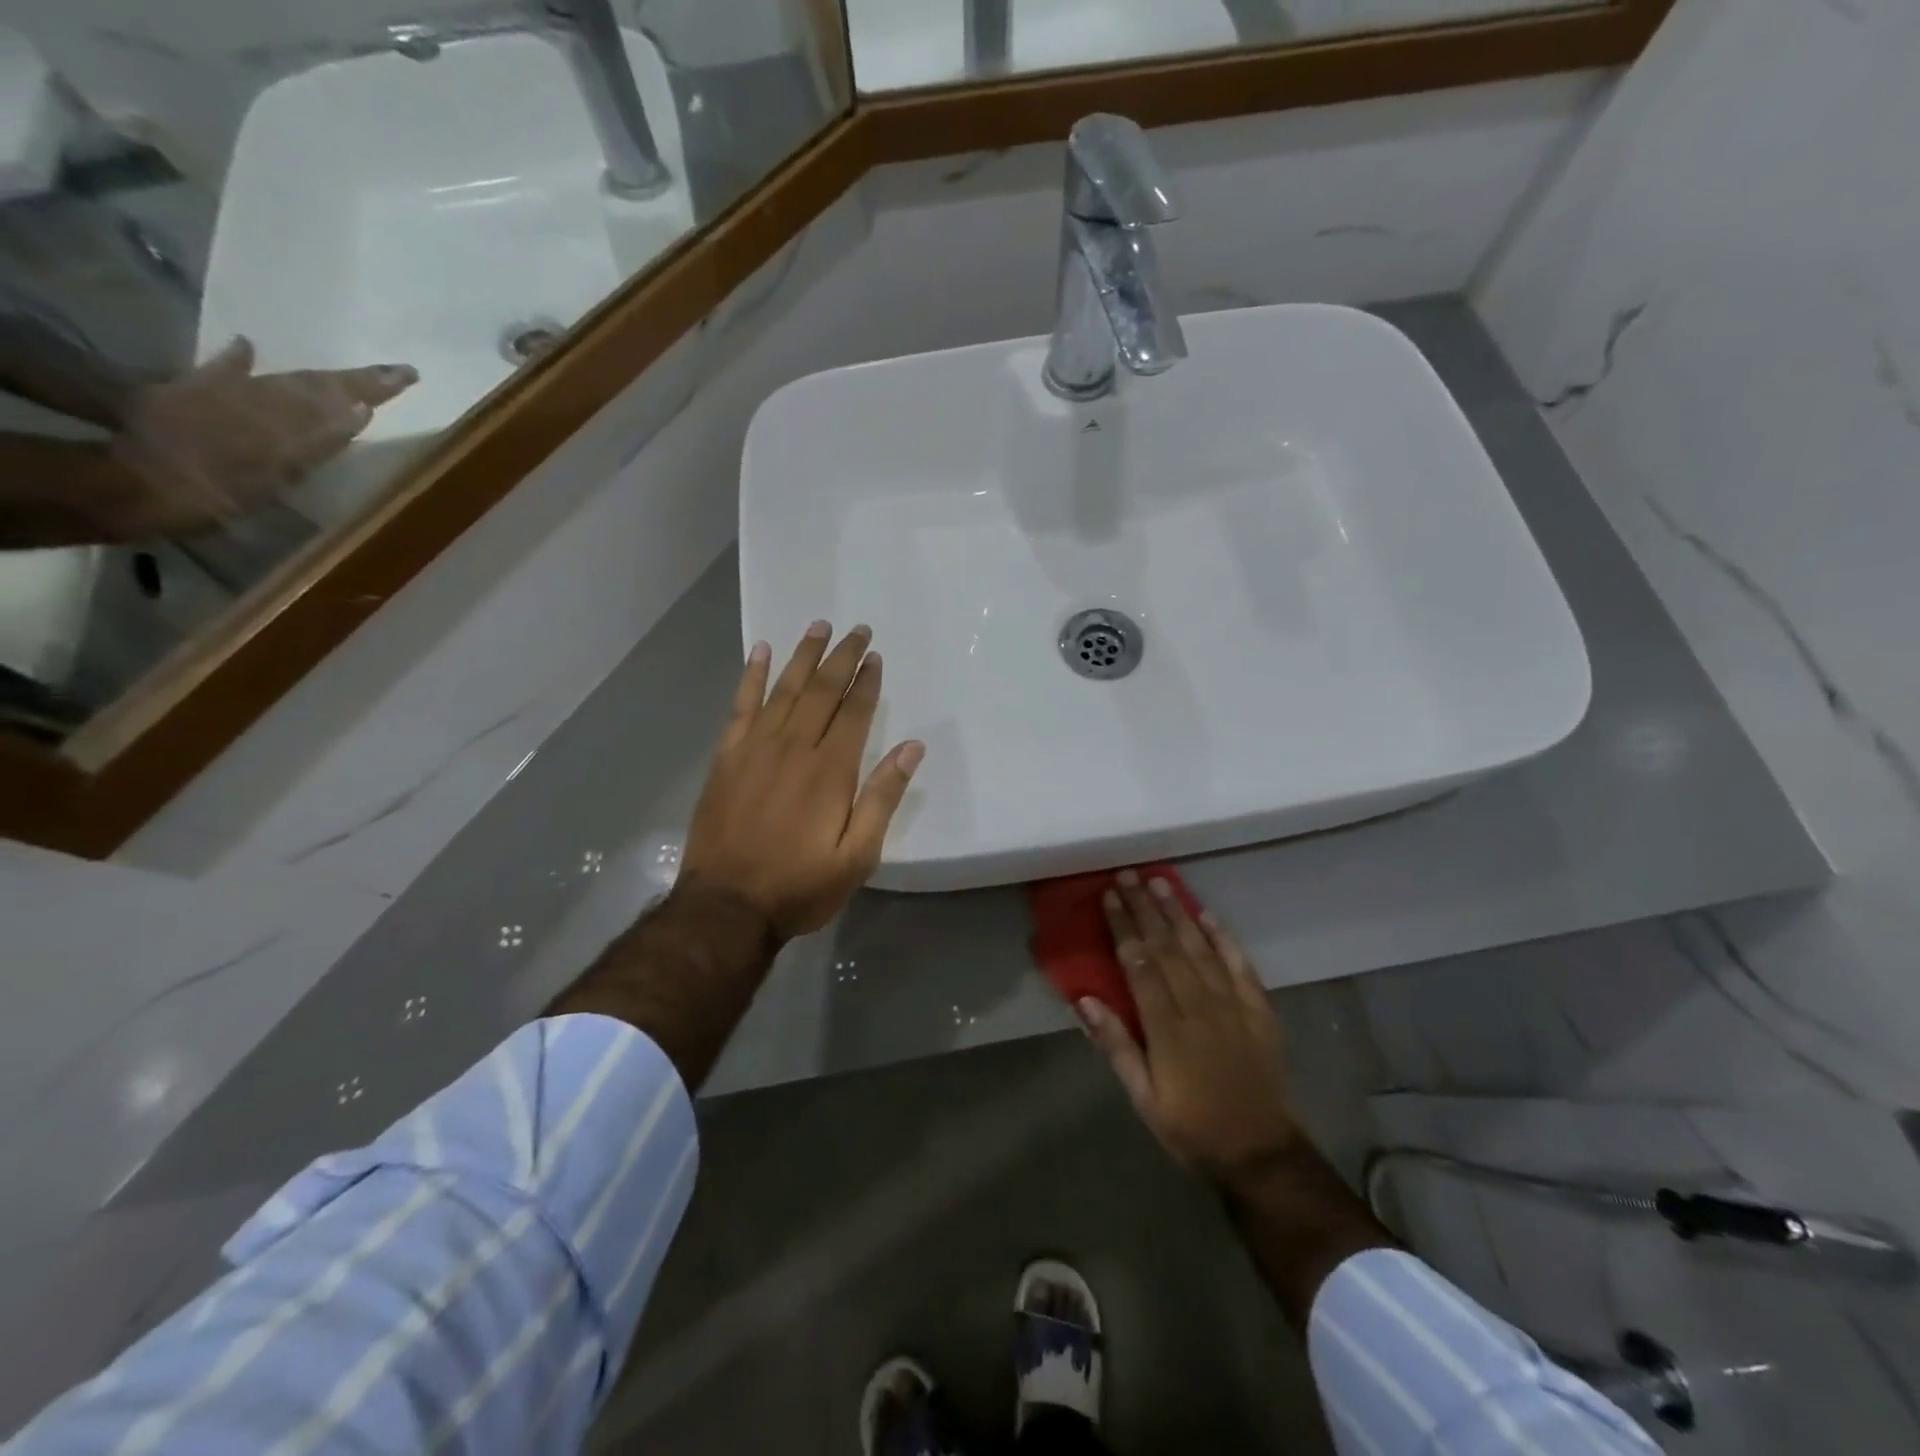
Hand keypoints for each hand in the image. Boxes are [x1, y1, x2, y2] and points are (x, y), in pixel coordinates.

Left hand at [105, 337, 416, 534]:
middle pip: (316, 385)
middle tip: (395, 372)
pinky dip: (239, 361)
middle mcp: (260, 399)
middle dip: (357, 380)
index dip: (375, 389)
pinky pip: (221, 371)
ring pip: (283, 380)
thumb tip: (360, 410)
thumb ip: (319, 443)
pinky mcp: (187, 393)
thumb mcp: (275, 477)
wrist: (128, 482)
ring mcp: (224, 395)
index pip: (341, 399)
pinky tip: (249, 346)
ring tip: (350, 375)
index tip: (409, 374)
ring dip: (321, 378)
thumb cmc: (210, 493)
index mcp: (285, 421)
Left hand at [679, 622, 925, 940]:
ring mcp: (755, 748)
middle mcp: (794, 747)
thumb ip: (883, 797)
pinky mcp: (726, 757)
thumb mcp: (858, 855)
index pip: (854, 711)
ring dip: (804, 656)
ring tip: (818, 627)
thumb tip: (912, 747)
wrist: (726, 907)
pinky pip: (741, 706)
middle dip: (841, 657)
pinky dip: (751, 676)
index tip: (875, 656)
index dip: (867, 681)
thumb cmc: (800, 886)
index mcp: (830, 770)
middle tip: (855, 629)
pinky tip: (760, 652)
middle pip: (822, 690)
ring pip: (785, 689)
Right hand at [1080, 872, 1298, 1185]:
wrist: (1260, 1151)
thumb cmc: (1191, 1126)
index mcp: (1167, 1028)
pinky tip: (1209, 916)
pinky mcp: (1260, 1011)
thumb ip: (1115, 1046)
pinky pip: (1241, 966)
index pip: (1139, 964)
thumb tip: (1084, 999)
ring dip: (1179, 913)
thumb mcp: (1143, 1097)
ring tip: (1161, 883)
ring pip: (1201, 948)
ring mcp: (1233, 1006)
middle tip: (1130, 875)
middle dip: (1146, 908)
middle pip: (1167, 947)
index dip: (1123, 926)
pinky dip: (1225, 939)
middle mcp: (1199, 1007)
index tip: (1109, 896)